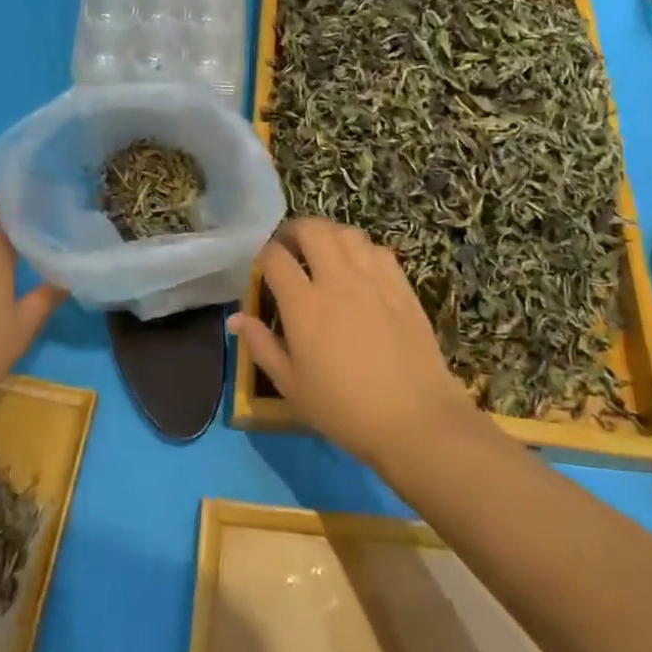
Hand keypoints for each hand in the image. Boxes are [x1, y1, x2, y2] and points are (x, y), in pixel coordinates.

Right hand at [229, 217, 472, 467]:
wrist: (415, 420)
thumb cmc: (344, 409)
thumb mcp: (291, 385)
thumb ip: (261, 346)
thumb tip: (236, 318)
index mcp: (304, 306)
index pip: (275, 258)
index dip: (263, 255)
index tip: (261, 268)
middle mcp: (337, 281)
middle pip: (312, 230)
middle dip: (294, 231)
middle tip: (288, 247)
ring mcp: (373, 280)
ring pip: (347, 233)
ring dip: (328, 234)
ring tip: (321, 250)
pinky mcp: (401, 287)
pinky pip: (377, 250)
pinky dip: (361, 248)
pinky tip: (357, 265)